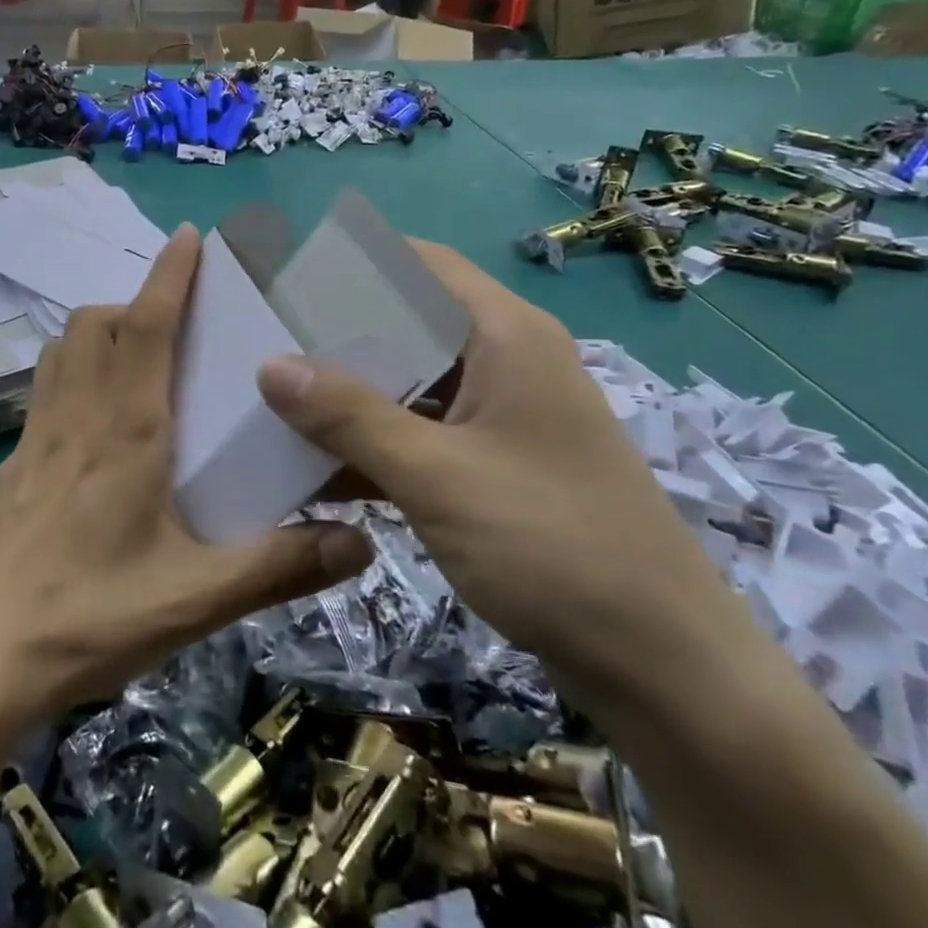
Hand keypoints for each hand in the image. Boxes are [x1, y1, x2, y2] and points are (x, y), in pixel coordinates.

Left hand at [0, 224, 372, 727]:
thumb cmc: (86, 618)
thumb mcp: (194, 599)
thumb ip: (277, 567)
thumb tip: (360, 543)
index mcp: (125, 431)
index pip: (144, 326)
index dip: (168, 276)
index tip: (188, 237)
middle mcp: (76, 416)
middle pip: (96, 324)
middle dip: (137, 300)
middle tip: (180, 317)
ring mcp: (36, 437)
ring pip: (64, 349)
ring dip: (100, 329)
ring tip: (140, 353)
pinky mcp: (15, 463)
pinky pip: (46, 386)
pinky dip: (74, 367)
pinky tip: (97, 415)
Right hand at [256, 240, 737, 699]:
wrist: (661, 664)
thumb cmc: (553, 546)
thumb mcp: (436, 475)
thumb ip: (348, 416)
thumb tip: (269, 364)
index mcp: (505, 335)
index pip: (419, 263)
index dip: (353, 263)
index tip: (285, 280)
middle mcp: (506, 360)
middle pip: (409, 323)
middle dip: (338, 335)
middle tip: (266, 344)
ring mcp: (503, 415)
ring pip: (411, 383)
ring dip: (352, 395)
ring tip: (276, 402)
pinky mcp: (497, 463)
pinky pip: (423, 433)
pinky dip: (375, 442)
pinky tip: (318, 465)